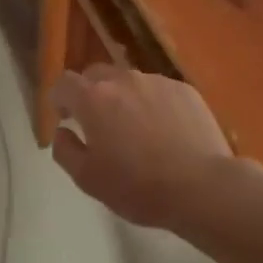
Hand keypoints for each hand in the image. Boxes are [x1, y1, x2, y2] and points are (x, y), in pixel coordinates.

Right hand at [50, 67, 233, 228]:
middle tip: (98, 123)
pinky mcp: (185, 90)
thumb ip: (64, 150)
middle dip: (90, 94)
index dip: (60, 99)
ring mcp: (157, 82)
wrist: (202, 187)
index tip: (66, 118)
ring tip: (136, 130)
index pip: (65, 83)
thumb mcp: (87, 179)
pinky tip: (165, 132)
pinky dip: (153, 104)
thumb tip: (62, 131)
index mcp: (93, 99)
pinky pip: (158, 91)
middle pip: (96, 75)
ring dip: (124, 98)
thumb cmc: (138, 187)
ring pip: (129, 82)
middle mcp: (123, 80)